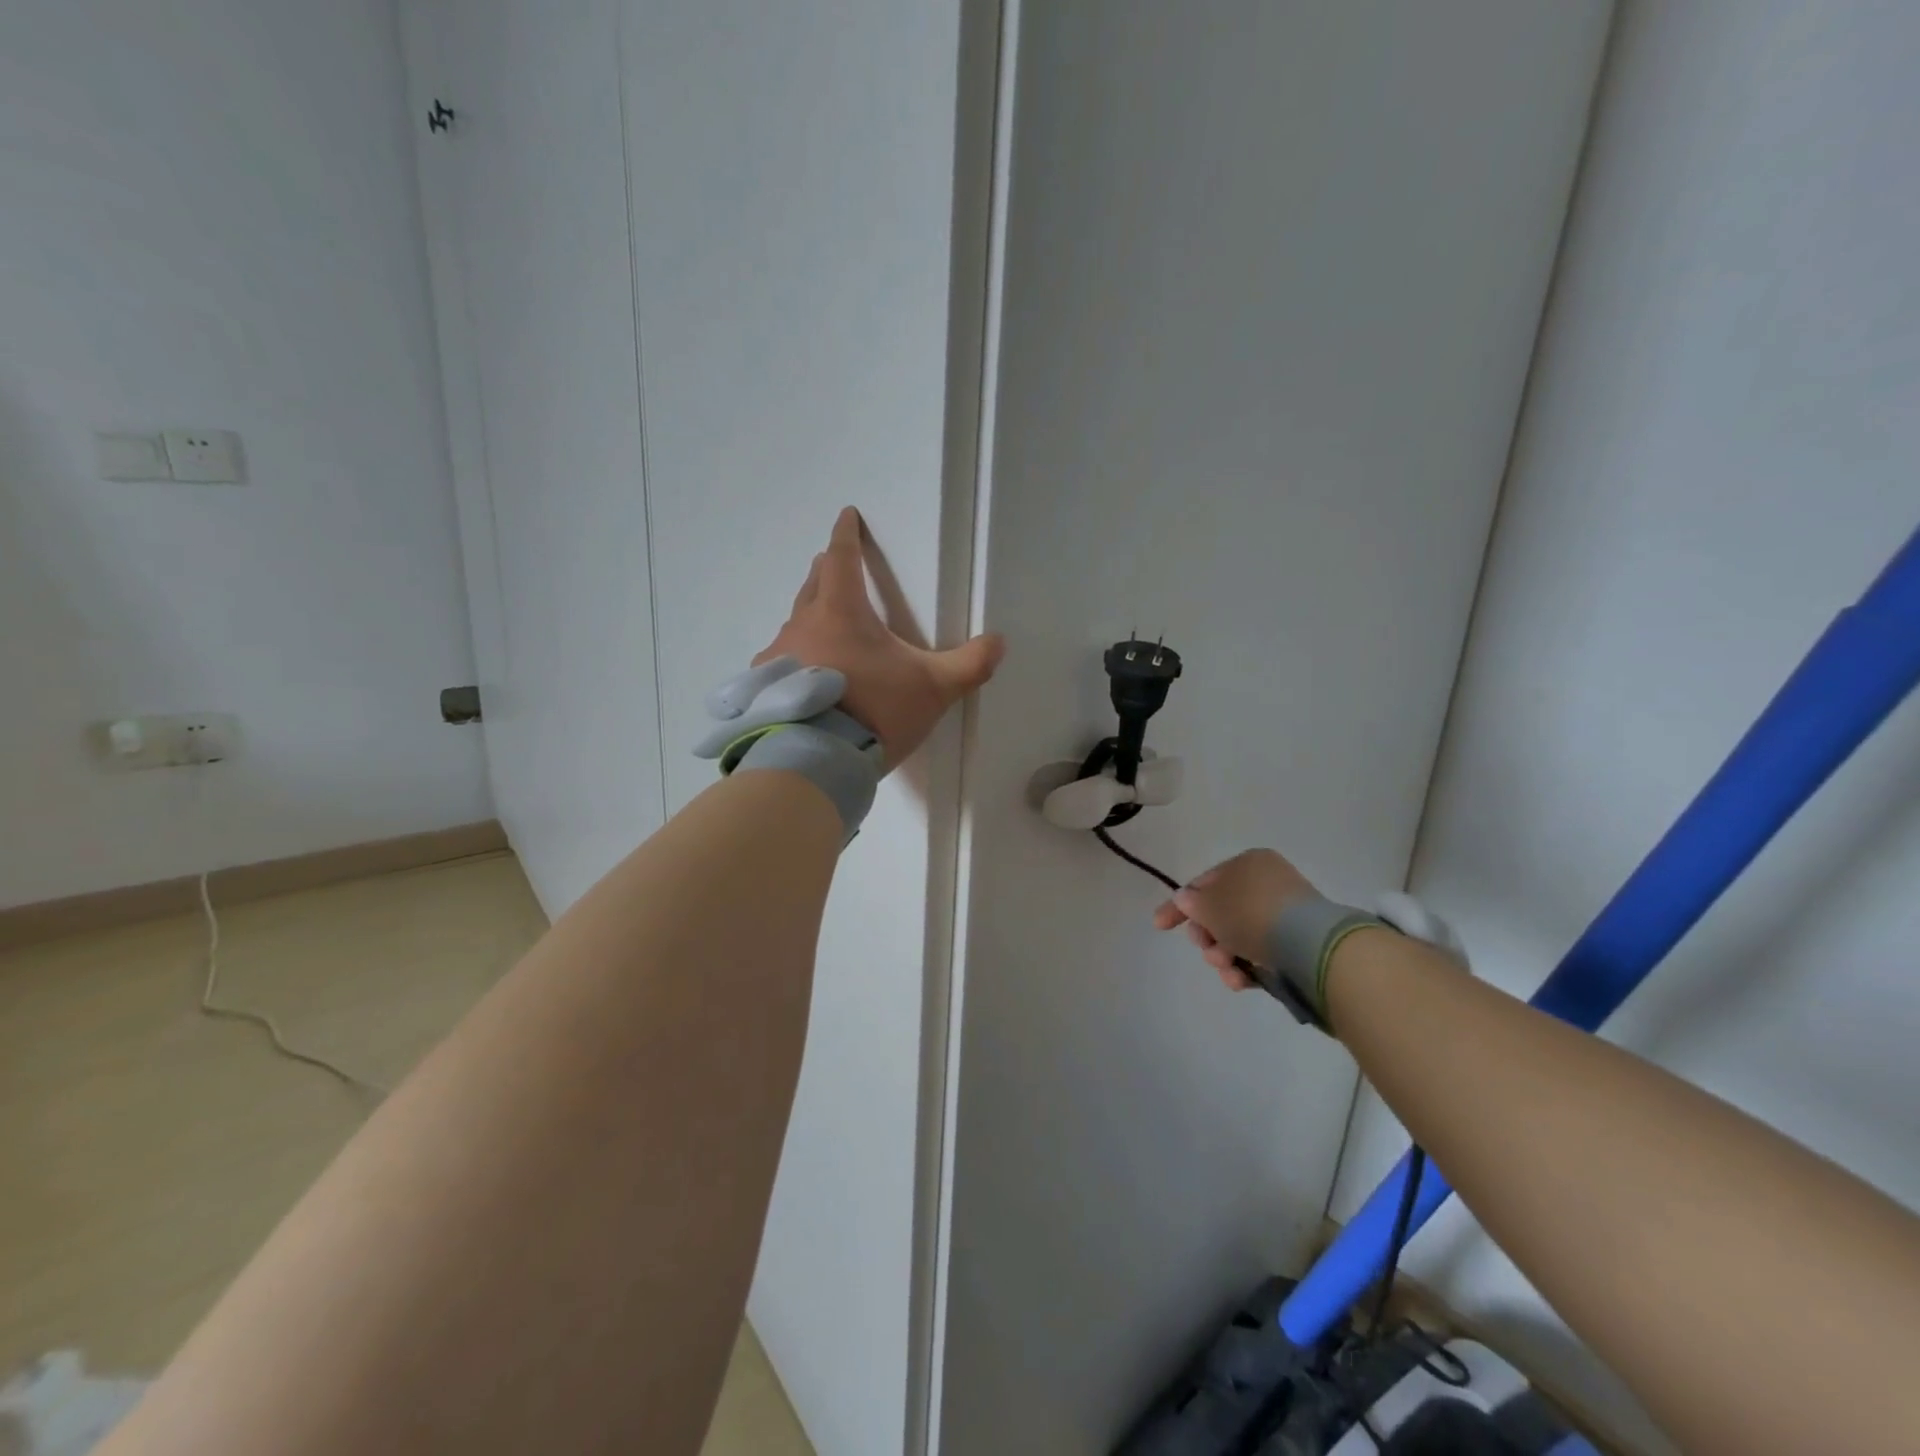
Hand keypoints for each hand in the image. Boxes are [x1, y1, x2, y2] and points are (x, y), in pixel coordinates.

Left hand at [757, 507, 1004, 767]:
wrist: (816, 759)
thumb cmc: (874, 710)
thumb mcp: (932, 689)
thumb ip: (969, 664)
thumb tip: (998, 642)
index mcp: (842, 611)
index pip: (841, 558)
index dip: (846, 535)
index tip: (847, 515)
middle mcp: (804, 624)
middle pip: (813, 584)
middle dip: (826, 570)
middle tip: (833, 564)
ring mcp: (778, 655)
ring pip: (795, 623)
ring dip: (810, 617)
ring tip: (822, 627)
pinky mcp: (766, 688)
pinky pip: (781, 659)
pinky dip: (794, 656)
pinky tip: (802, 676)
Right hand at [1152, 849, 1318, 990]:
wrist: (1310, 945)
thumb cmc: (1252, 914)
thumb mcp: (1210, 905)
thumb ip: (1192, 903)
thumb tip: (1186, 899)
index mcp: (1248, 863)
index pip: (1204, 883)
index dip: (1179, 905)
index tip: (1160, 926)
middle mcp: (1267, 883)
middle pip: (1221, 912)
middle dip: (1207, 936)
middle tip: (1206, 949)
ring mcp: (1284, 914)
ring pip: (1238, 936)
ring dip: (1223, 954)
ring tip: (1226, 969)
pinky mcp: (1297, 943)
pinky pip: (1260, 952)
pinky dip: (1246, 966)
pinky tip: (1240, 980)